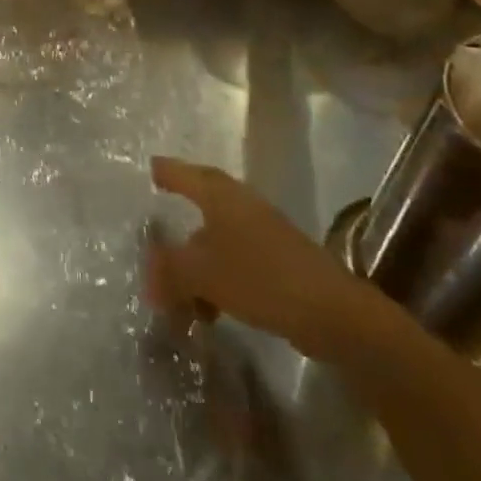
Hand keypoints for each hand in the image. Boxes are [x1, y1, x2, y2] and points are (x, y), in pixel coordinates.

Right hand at [148, 156, 381, 362]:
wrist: (332, 313)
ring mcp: (262, 234)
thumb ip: (168, 270)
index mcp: (220, 197)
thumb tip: (148, 275)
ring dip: (194, 267)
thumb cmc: (259, 277)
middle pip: (200, 209)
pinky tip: (207, 311)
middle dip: (176, 230)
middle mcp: (241, 206)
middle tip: (154, 243)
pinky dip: (214, 282)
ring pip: (215, 243)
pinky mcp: (276, 263)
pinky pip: (233, 264)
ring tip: (177, 300)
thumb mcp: (201, 273)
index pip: (185, 174)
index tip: (150, 168)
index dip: (166, 172)